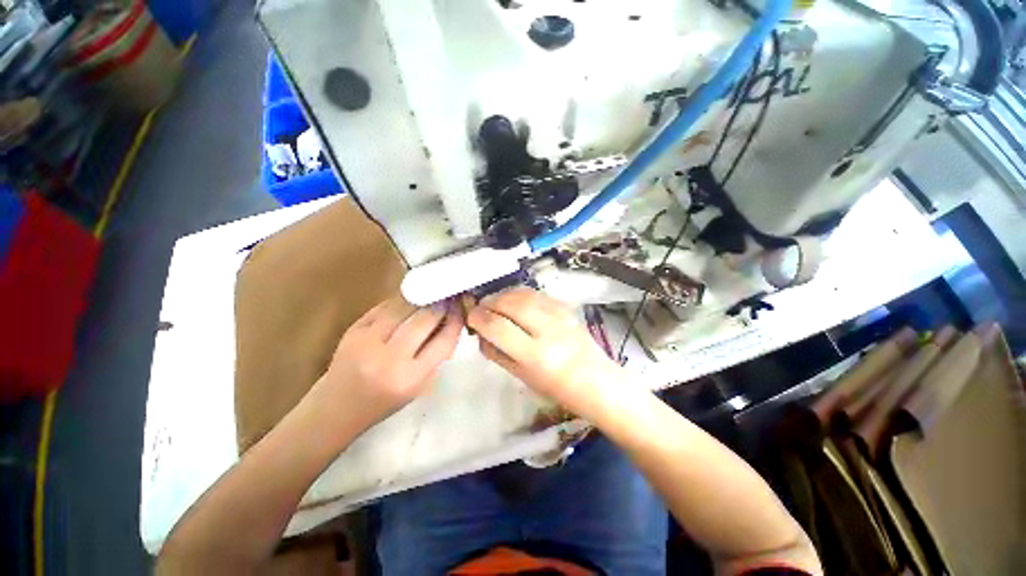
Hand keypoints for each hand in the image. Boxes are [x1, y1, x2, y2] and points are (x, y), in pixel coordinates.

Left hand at [318, 295, 462, 431]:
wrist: (336, 409)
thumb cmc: (383, 403)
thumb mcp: (418, 387)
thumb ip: (435, 356)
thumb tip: (450, 323)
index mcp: (410, 378)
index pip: (443, 341)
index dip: (455, 322)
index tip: (461, 310)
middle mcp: (389, 358)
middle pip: (425, 319)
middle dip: (441, 305)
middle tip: (449, 296)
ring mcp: (368, 341)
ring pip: (403, 307)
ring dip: (422, 298)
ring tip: (433, 292)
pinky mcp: (353, 330)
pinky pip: (384, 307)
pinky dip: (401, 300)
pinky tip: (410, 297)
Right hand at [467, 288, 620, 415]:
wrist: (597, 380)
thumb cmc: (557, 388)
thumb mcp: (521, 376)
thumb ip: (496, 352)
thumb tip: (479, 331)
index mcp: (536, 355)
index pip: (498, 326)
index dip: (478, 318)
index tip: (471, 317)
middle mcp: (548, 329)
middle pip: (509, 303)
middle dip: (489, 302)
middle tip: (481, 309)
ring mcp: (560, 314)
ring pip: (522, 293)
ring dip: (502, 295)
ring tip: (495, 305)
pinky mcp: (566, 307)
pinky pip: (536, 293)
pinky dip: (519, 294)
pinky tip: (515, 303)